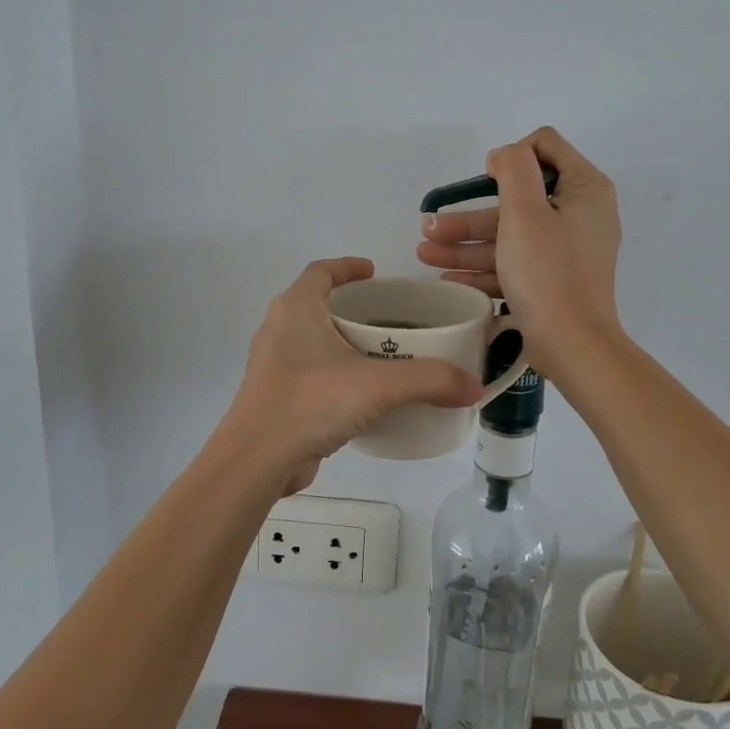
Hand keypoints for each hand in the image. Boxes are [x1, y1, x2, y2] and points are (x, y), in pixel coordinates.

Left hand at [218, 258, 482, 495]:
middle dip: (350, 307)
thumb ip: (429, 380)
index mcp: (296, 309)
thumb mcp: (378, 385)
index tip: (374, 272)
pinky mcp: (275, 398)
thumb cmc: (310, 402)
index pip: (321, 271)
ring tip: (380, 355)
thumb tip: (473, 387)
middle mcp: (279, 330)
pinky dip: (335, 374)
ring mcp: (273, 366)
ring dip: (342, 342)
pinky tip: (361, 396)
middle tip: (388, 317)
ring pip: (311, 341)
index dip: (347, 267)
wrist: (256, 461)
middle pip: (316, 304)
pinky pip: (309, 373)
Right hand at [416, 127, 623, 372]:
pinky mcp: (554, 281)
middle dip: (469, 215)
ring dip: (465, 244)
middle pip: (517, 200)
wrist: (573, 345)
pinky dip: (483, 269)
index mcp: (584, 189)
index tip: (486, 181)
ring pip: (509, 236)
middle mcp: (580, 214)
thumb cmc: (548, 272)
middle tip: (430, 227)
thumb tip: (505, 156)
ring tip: (424, 255)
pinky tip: (447, 280)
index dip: (511, 156)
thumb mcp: (526, 211)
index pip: (545, 146)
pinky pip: (514, 265)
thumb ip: (514, 169)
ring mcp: (567, 251)